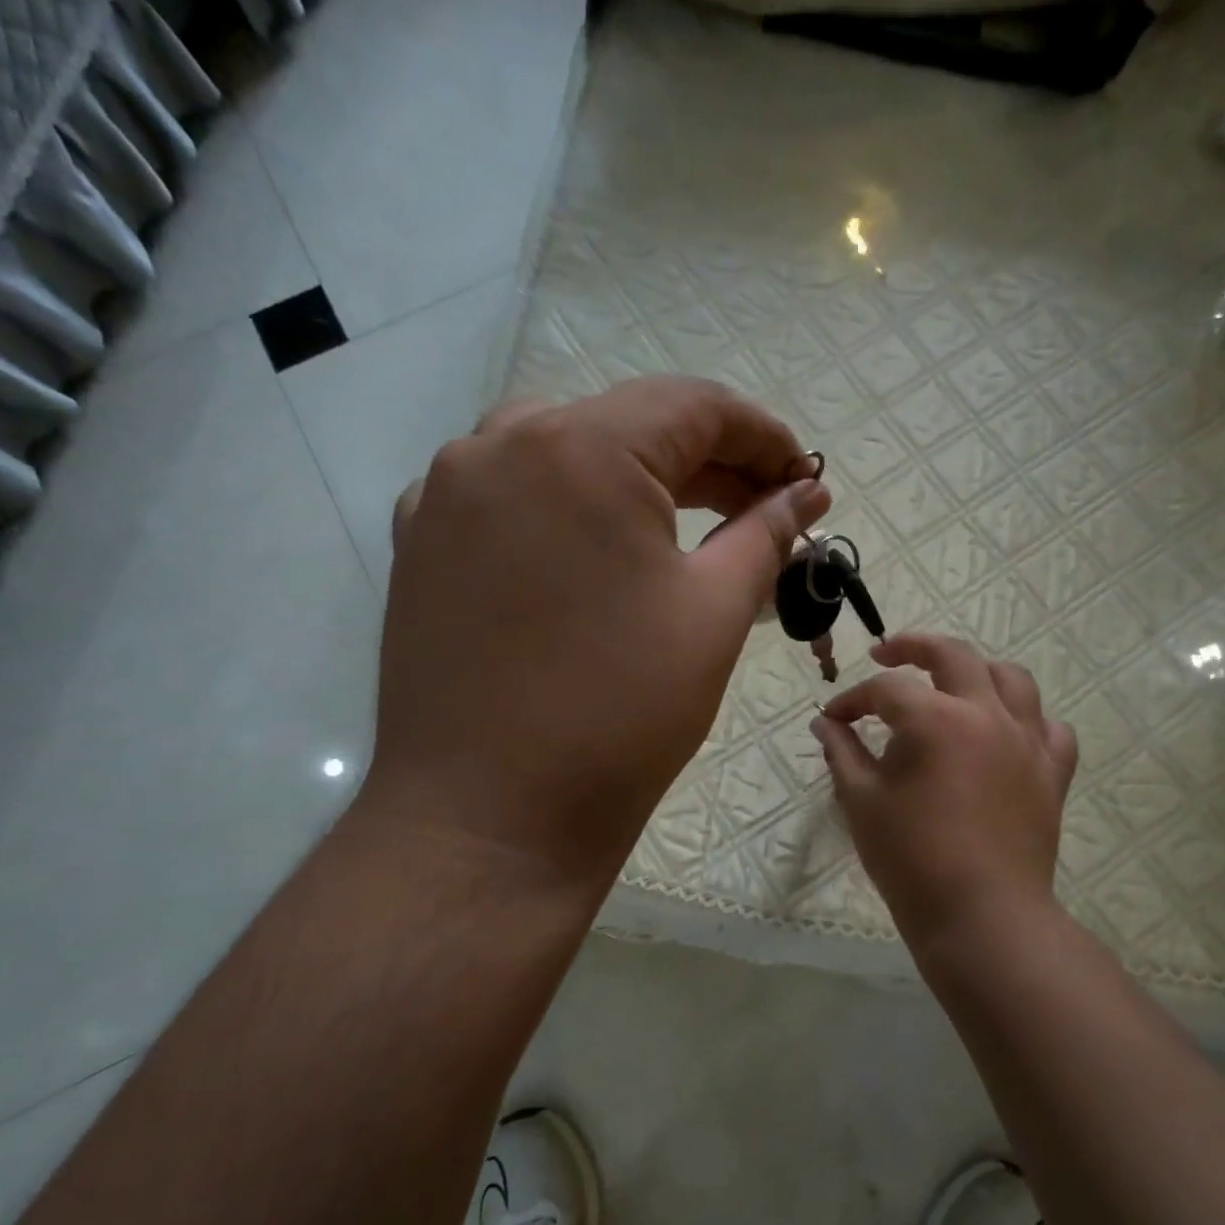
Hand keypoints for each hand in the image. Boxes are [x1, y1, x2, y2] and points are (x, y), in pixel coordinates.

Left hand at [364, 376, 828, 893]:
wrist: (489, 819)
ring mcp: (444, 495)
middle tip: (763, 511)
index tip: (805, 476)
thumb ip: (765, 534)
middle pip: (624, 426)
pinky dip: (563, 510)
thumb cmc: (619, 717)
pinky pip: (506, 498)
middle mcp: (497, 446)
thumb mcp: (713, 615)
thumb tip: (804, 493)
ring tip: (684, 530)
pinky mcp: (419, 545)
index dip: (762, 435)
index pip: (692, 405)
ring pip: (560, 454)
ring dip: (631, 482)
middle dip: (704, 464)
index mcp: (579, 449)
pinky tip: (593, 555)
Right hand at [813, 633, 1078, 963]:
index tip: (834, 719)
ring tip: (952, 683)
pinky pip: (1049, 726)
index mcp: (936, 720)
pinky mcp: (1052, 772)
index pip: (887, 689)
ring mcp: (1027, 741)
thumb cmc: (910, 859)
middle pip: (954, 655)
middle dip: (913, 647)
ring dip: (976, 671)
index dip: (853, 700)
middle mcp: (987, 715)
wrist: (981, 915)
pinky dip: (1026, 718)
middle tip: (886, 655)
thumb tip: (825, 723)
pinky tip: (1005, 731)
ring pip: (1011, 679)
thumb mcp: (862, 801)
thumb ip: (842, 752)